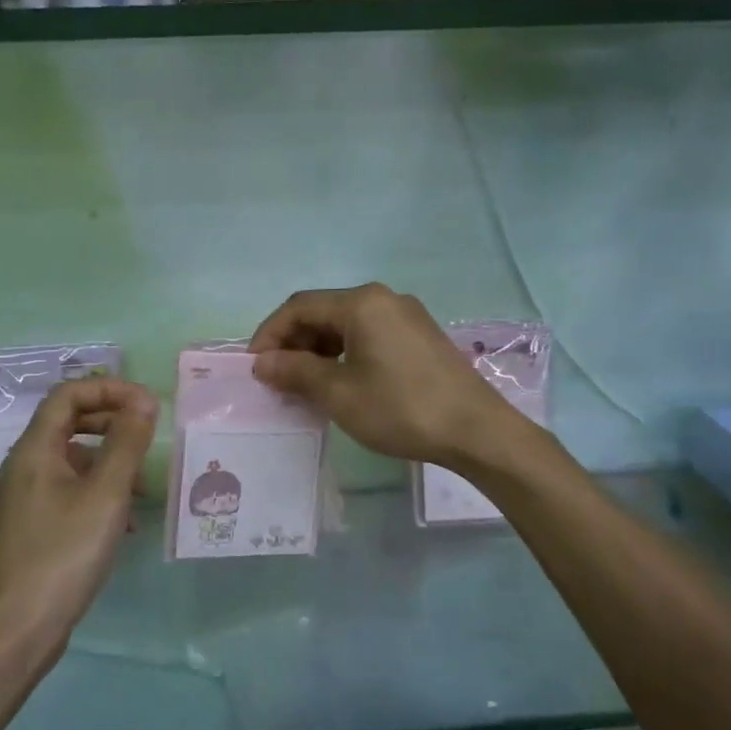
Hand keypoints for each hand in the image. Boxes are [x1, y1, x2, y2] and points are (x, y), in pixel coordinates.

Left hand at [0, 378, 157, 646]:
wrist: (16, 631)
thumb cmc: (63, 555)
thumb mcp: (105, 495)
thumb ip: (127, 443)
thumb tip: (144, 401)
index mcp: (35, 450)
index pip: (68, 394)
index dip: (109, 389)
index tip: (147, 405)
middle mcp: (24, 466)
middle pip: (69, 422)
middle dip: (112, 423)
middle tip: (147, 438)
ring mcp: (25, 498)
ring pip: (73, 460)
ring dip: (110, 462)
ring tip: (142, 489)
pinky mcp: (32, 526)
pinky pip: (69, 491)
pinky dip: (99, 493)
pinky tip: (124, 523)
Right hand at [247, 283, 526, 467]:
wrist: (476, 431)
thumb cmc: (401, 409)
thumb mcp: (339, 393)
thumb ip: (296, 371)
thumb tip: (262, 363)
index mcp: (362, 303)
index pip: (299, 307)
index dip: (270, 334)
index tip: (254, 366)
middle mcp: (383, 299)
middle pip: (323, 312)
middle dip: (294, 343)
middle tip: (276, 379)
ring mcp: (405, 316)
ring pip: (346, 325)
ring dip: (318, 350)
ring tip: (303, 385)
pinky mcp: (419, 335)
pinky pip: (369, 335)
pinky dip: (344, 354)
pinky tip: (339, 382)